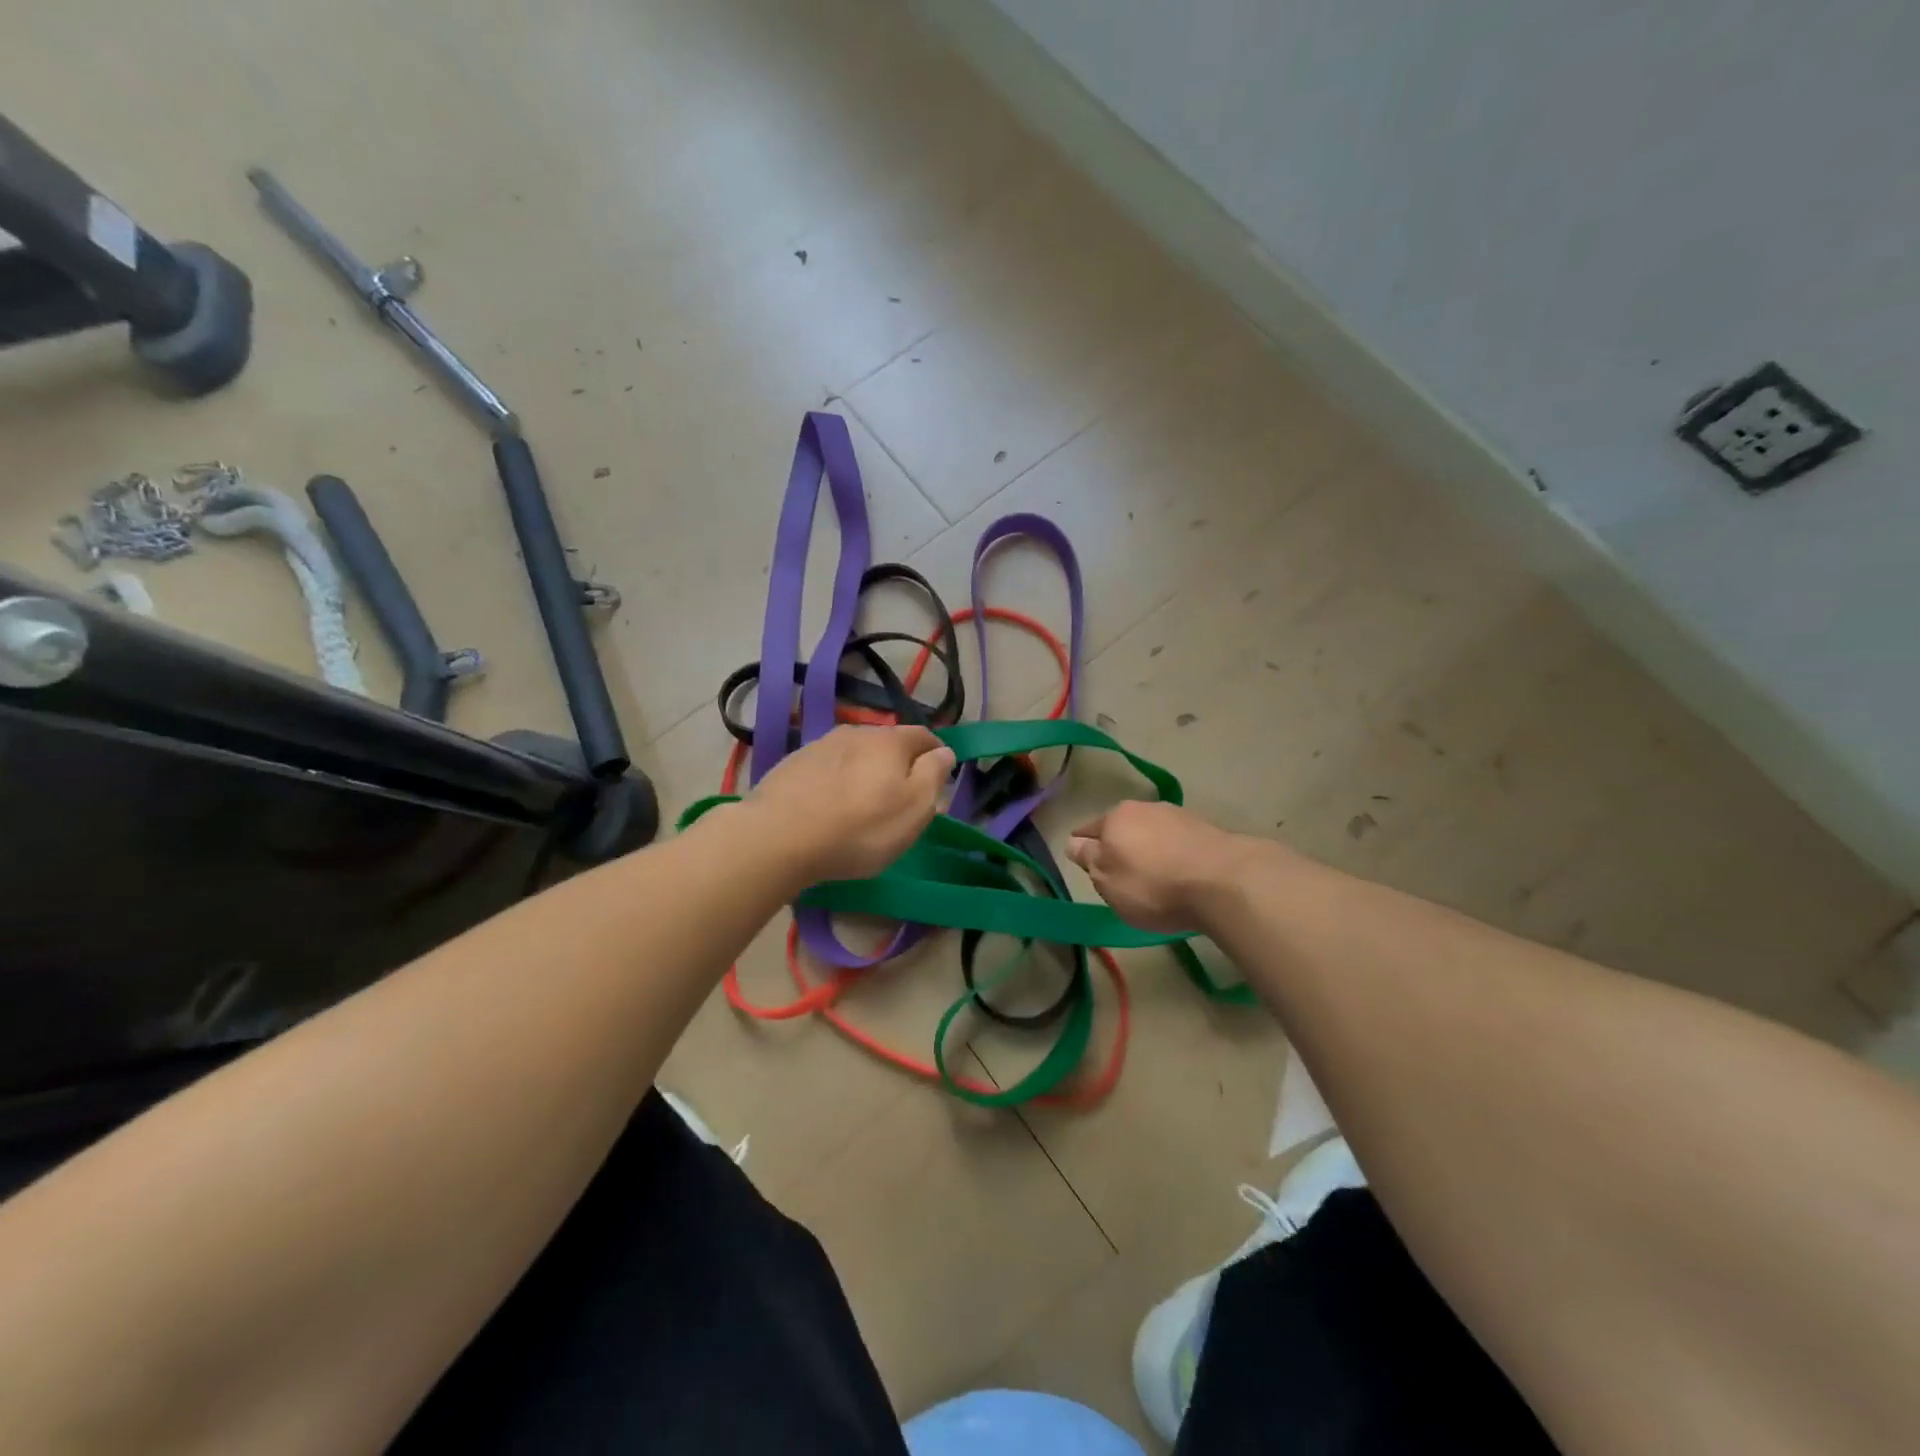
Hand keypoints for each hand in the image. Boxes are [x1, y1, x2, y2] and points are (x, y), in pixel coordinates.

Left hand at [745, 725, 954, 882]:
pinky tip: (830, 804)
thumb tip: (944, 751)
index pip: (924, 736)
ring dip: (864, 771)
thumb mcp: (914, 809)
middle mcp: (856, 732)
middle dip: (898, 764)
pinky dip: (836, 781)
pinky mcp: (792, 764)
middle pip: (887, 743)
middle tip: (901, 796)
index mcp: (890, 741)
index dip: (936, 754)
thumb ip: (934, 775)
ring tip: (863, 801)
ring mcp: (820, 745)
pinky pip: (827, 768)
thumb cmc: (859, 828)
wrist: (778, 836)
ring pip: (855, 754)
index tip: (939, 775)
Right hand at [1065, 801, 1263, 931]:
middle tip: (1119, 872)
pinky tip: (1181, 872)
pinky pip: (1179, 841)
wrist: (1223, 881)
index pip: (1088, 830)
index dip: (1083, 846)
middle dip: (1119, 845)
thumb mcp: (1107, 881)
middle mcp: (1144, 808)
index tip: (1084, 860)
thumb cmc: (1153, 885)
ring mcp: (1178, 815)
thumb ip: (1088, 860)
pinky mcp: (1207, 828)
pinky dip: (1174, 854)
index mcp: (1114, 818)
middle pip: (1122, 827)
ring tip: (1154, 874)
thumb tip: (1073, 843)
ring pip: (1152, 831)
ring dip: (1149, 848)